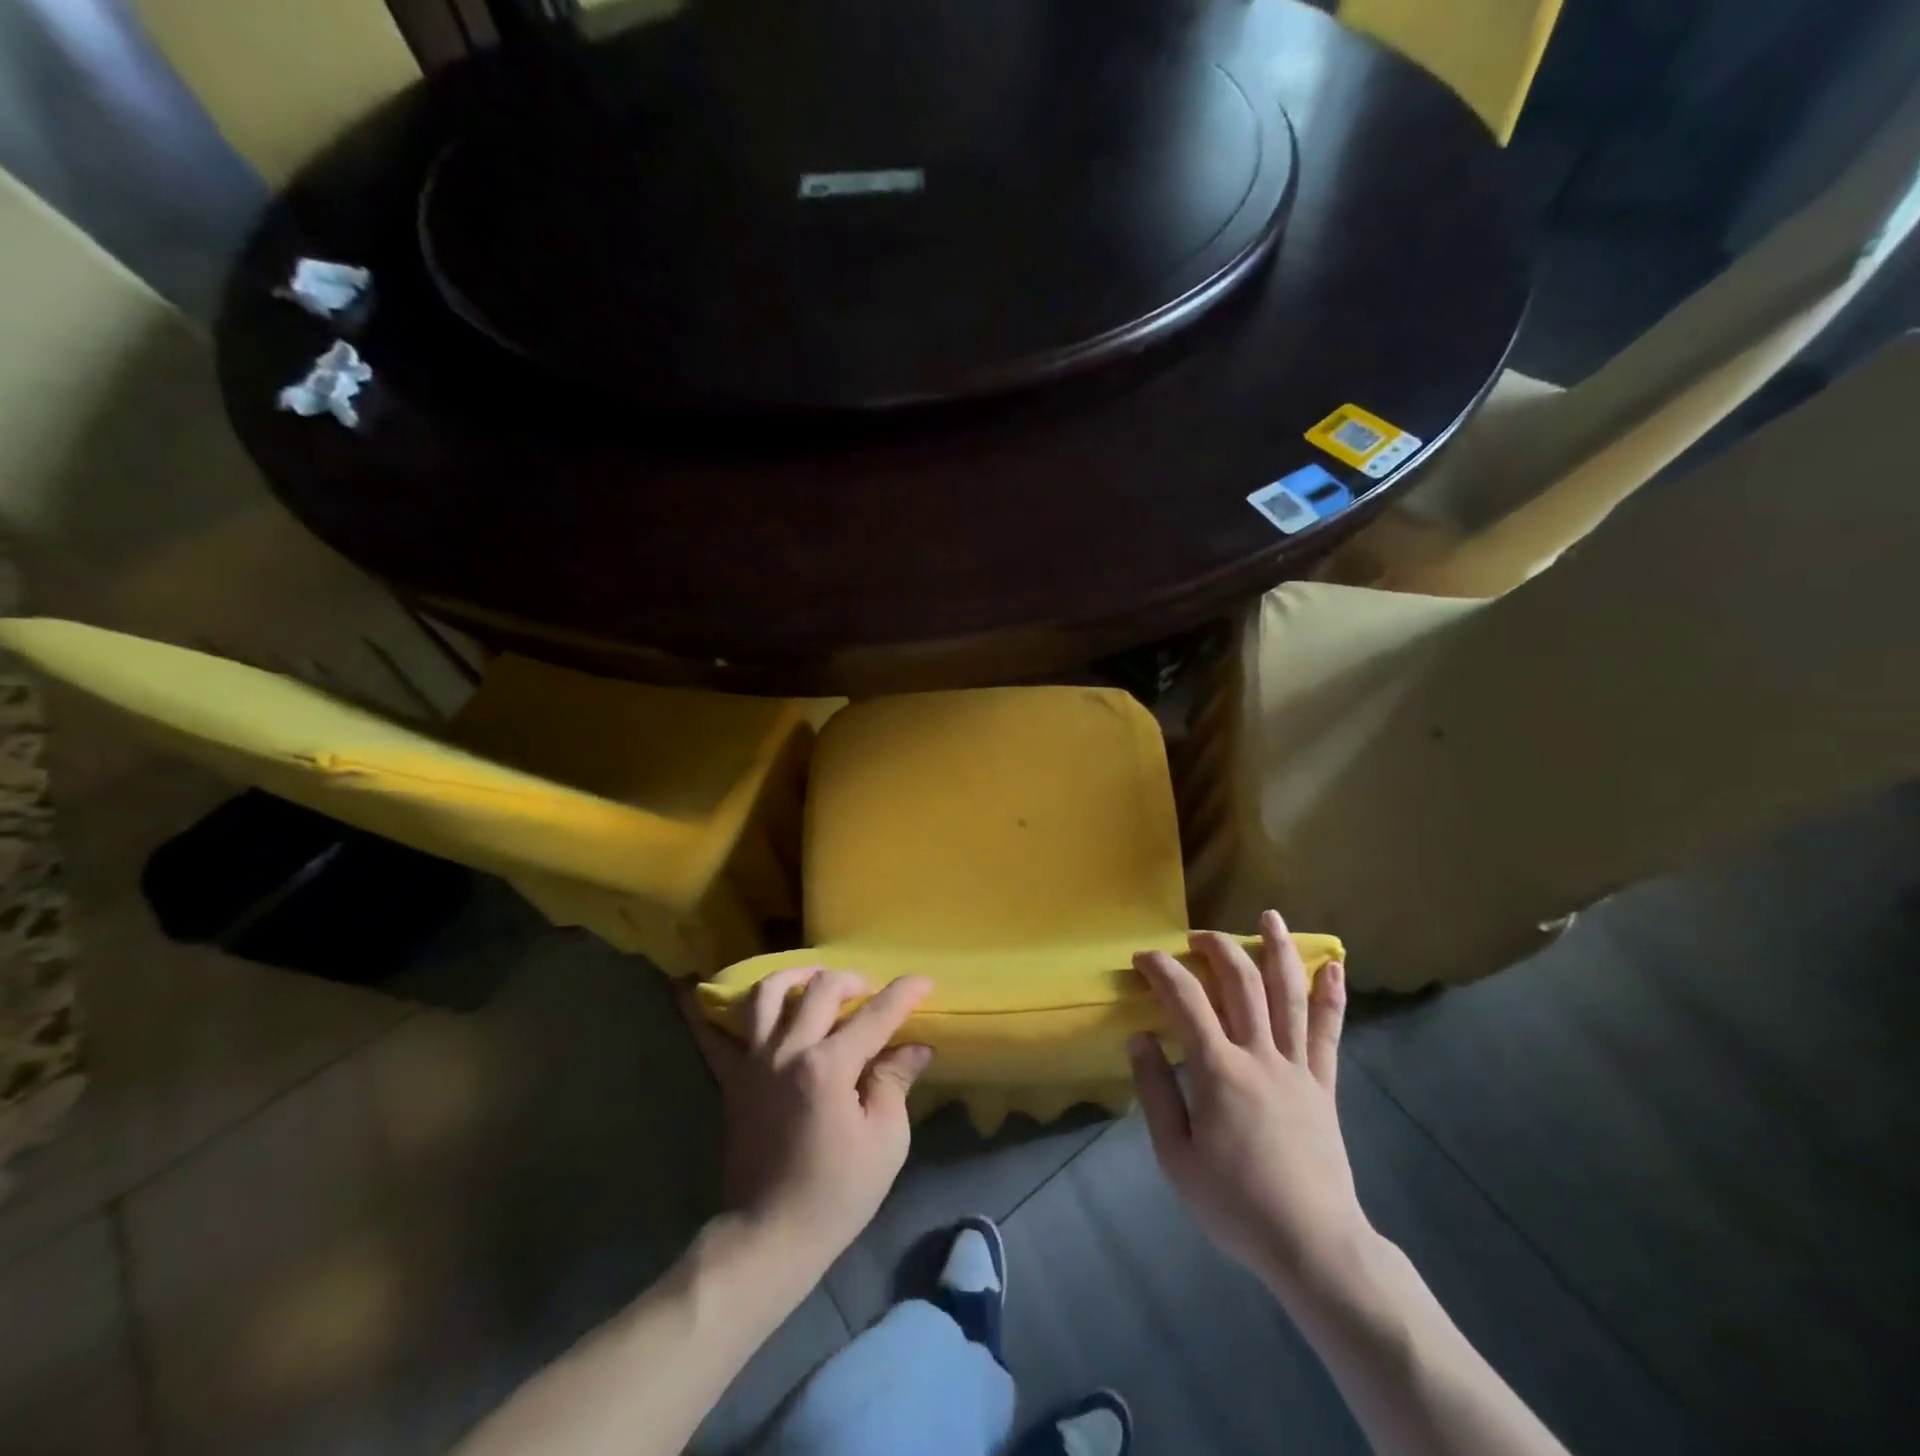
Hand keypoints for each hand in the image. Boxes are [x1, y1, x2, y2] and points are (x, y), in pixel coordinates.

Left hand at [685, 969, 932, 1263]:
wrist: (770, 1236)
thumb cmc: (837, 1193)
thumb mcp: (885, 1141)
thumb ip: (895, 1082)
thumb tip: (914, 1047)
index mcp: (829, 1066)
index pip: (875, 1014)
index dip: (904, 993)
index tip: (924, 981)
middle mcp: (788, 1051)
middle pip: (821, 989)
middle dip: (853, 980)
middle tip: (870, 992)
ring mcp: (754, 1062)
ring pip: (768, 993)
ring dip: (796, 976)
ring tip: (815, 980)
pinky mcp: (732, 1080)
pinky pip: (713, 1035)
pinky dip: (708, 1010)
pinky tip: (701, 990)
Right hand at [1129, 913, 1368, 1293]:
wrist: (1312, 1245)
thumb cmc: (1235, 1204)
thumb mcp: (1176, 1157)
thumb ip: (1156, 1092)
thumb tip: (1140, 1037)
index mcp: (1219, 1071)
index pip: (1186, 1001)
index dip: (1162, 970)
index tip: (1143, 958)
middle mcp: (1260, 1055)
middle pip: (1240, 984)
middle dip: (1215, 948)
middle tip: (1195, 936)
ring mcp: (1298, 1067)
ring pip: (1288, 995)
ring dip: (1278, 950)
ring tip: (1269, 916)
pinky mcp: (1324, 1085)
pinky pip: (1329, 1032)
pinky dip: (1332, 996)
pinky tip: (1334, 965)